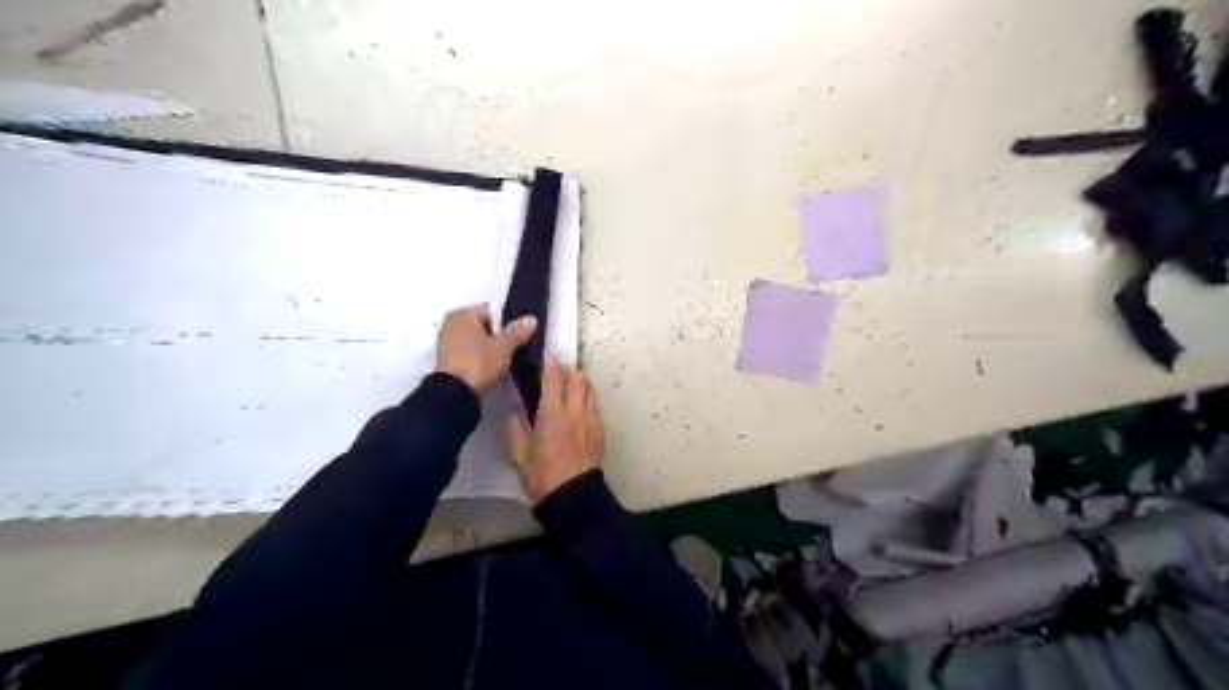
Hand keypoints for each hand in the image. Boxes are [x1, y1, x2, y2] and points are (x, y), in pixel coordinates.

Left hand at [437, 304, 542, 395]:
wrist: (455, 393)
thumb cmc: (479, 362)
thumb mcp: (504, 347)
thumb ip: (517, 331)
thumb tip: (531, 319)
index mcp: (462, 314)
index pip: (491, 312)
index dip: (507, 323)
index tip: (519, 336)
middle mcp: (450, 323)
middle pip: (482, 326)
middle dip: (497, 336)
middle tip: (514, 349)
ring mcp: (445, 342)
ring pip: (475, 341)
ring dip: (488, 348)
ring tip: (504, 360)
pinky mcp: (445, 360)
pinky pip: (468, 353)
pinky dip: (478, 357)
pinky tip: (490, 368)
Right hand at [504, 356, 604, 499]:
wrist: (574, 496)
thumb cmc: (542, 476)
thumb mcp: (519, 453)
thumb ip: (515, 426)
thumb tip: (515, 405)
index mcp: (553, 413)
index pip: (553, 377)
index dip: (549, 361)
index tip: (546, 351)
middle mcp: (576, 410)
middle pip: (576, 377)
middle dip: (566, 368)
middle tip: (555, 368)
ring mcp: (592, 418)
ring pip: (589, 388)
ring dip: (578, 380)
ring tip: (567, 383)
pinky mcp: (600, 428)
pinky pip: (594, 403)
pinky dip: (585, 396)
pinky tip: (577, 404)